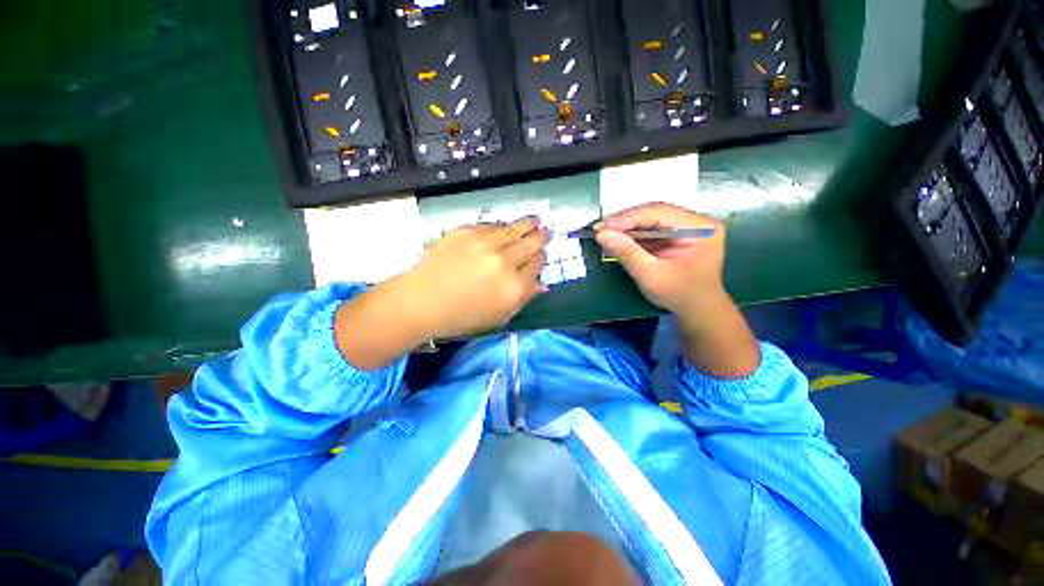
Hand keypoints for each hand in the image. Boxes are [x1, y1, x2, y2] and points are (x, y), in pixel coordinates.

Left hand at [403, 217, 549, 339]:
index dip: (541, 258)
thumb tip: (542, 285)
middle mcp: (505, 262)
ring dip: (527, 224)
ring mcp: (485, 244)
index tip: (541, 255)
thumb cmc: (462, 316)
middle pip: (531, 244)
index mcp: (514, 287)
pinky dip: (502, 226)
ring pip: (514, 229)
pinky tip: (505, 225)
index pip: (537, 265)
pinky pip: (491, 225)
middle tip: (546, 231)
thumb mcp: (498, 317)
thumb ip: (523, 299)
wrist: (422, 301)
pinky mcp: (466, 232)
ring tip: (535, 220)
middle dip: (541, 237)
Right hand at [596, 203, 758, 378]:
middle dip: (626, 221)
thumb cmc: (678, 295)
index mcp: (700, 228)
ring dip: (628, 227)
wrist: (697, 311)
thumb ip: (626, 253)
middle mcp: (697, 221)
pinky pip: (653, 228)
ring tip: (606, 232)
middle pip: (655, 212)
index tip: (602, 226)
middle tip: (601, 228)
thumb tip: (602, 234)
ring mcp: (689, 226)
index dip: (628, 218)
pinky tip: (618, 237)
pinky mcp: (679, 234)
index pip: (659, 213)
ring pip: (652, 219)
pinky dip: (634, 234)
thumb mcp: (650, 275)